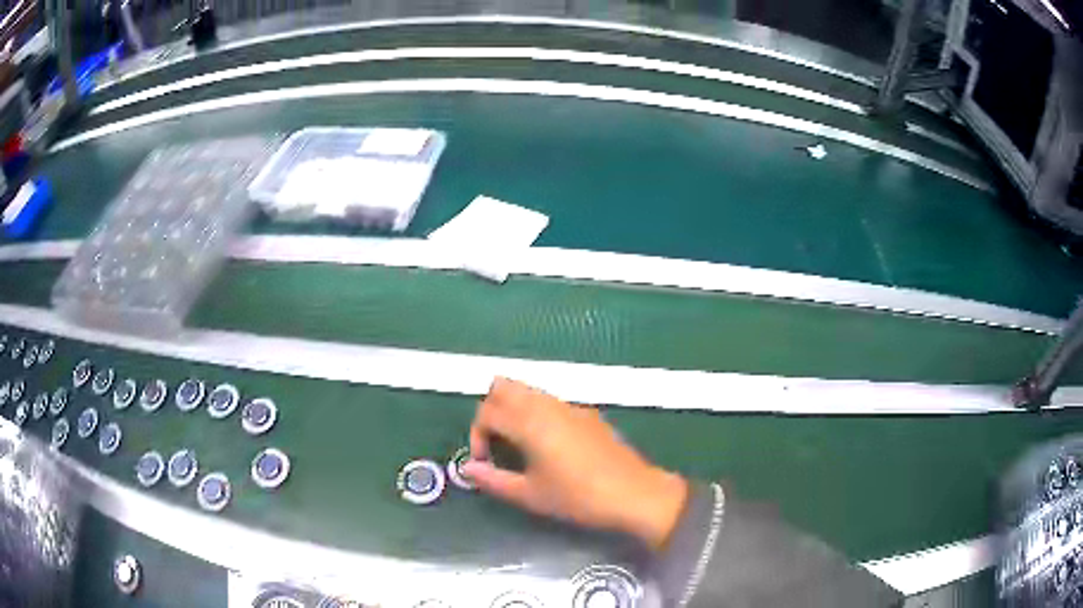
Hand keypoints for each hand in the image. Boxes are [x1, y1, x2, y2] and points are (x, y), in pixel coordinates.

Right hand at [463, 378, 688, 548]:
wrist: (633, 493)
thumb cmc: (577, 497)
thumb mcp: (530, 495)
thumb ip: (493, 480)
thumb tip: (468, 470)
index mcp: (528, 422)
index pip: (486, 411)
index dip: (476, 435)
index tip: (485, 463)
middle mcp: (546, 404)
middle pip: (504, 387)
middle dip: (491, 411)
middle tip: (496, 443)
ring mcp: (569, 405)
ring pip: (528, 390)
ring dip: (512, 409)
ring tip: (517, 445)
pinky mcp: (587, 413)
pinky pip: (550, 401)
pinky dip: (535, 412)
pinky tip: (547, 445)